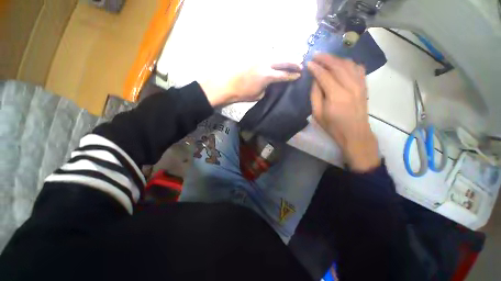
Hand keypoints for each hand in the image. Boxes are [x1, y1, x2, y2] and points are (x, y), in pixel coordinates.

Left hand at [200, 63, 301, 106]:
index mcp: (267, 76)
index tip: (299, 75)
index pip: (284, 74)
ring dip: (285, 57)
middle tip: (301, 64)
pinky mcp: (253, 57)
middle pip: (283, 60)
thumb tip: (272, 82)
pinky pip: (267, 55)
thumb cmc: (243, 94)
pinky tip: (278, 59)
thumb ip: (268, 87)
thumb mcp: (259, 95)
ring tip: (292, 60)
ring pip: (276, 55)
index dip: (292, 75)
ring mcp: (259, 59)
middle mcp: (265, 64)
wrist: (228, 86)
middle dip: (293, 62)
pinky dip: (275, 56)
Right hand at [307, 54, 379, 171]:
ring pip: (349, 64)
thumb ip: (315, 95)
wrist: (355, 133)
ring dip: (336, 59)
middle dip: (325, 58)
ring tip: (326, 58)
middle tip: (316, 55)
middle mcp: (350, 86)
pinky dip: (349, 63)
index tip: (308, 63)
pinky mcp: (364, 86)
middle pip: (338, 65)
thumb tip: (315, 80)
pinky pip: (358, 68)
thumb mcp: (317, 114)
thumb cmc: (333, 126)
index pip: (325, 75)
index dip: (316, 68)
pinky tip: (342, 63)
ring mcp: (360, 85)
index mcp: (336, 95)